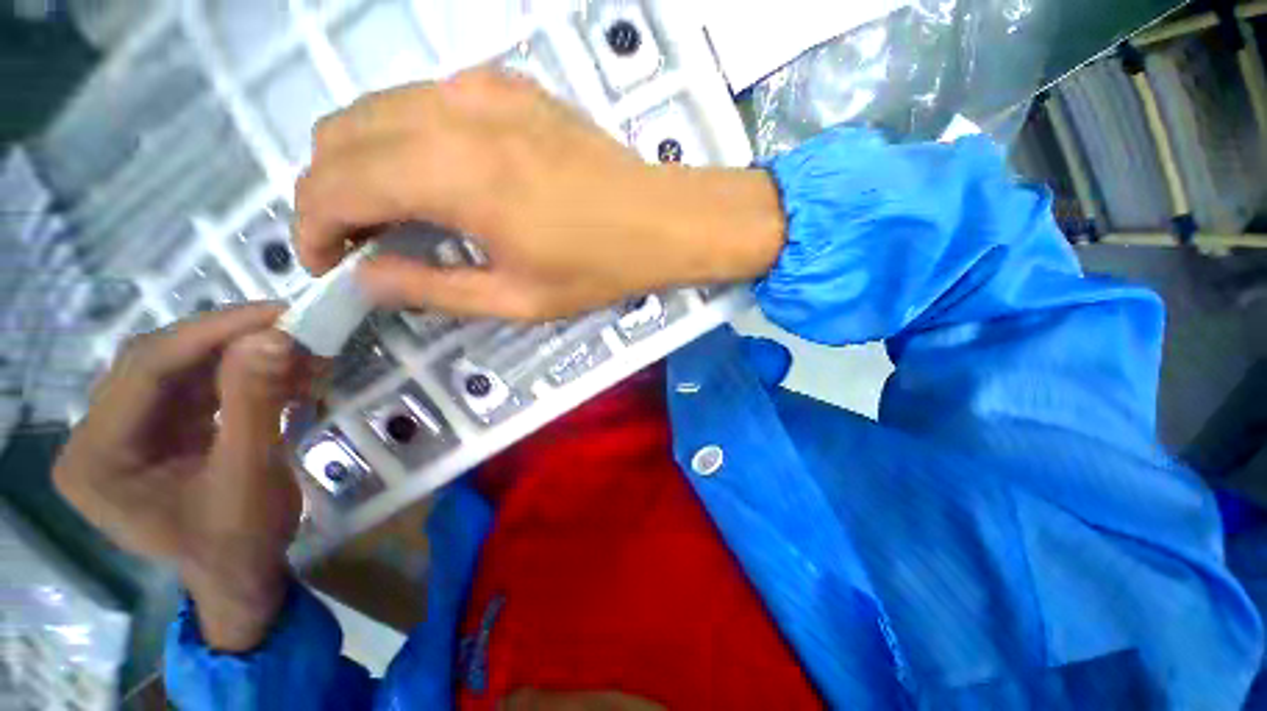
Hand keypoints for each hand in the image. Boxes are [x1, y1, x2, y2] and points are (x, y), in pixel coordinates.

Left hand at [53, 305, 315, 650]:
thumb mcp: (250, 477)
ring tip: (297, 351)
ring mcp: (126, 431)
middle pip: (158, 362)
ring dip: (242, 355)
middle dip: (229, 340)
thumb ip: (255, 404)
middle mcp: (98, 435)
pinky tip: (282, 374)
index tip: (279, 313)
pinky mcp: (157, 429)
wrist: (243, 574)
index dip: (212, 333)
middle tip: (293, 327)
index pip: (145, 370)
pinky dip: (243, 374)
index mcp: (96, 457)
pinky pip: (196, 385)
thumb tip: (274, 336)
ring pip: (180, 367)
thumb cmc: (240, 542)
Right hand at [295, 67, 784, 320]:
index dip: (312, 227)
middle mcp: (451, 114)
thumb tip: (367, 277)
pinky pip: (424, 100)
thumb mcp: (519, 300)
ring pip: (375, 110)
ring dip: (363, 162)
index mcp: (452, 175)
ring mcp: (480, 89)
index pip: (333, 184)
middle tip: (362, 243)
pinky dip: (405, 137)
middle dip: (329, 192)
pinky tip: (440, 175)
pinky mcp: (507, 85)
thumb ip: (435, 289)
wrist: (661, 220)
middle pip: (339, 135)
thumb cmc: (599, 268)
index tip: (327, 263)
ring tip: (395, 214)